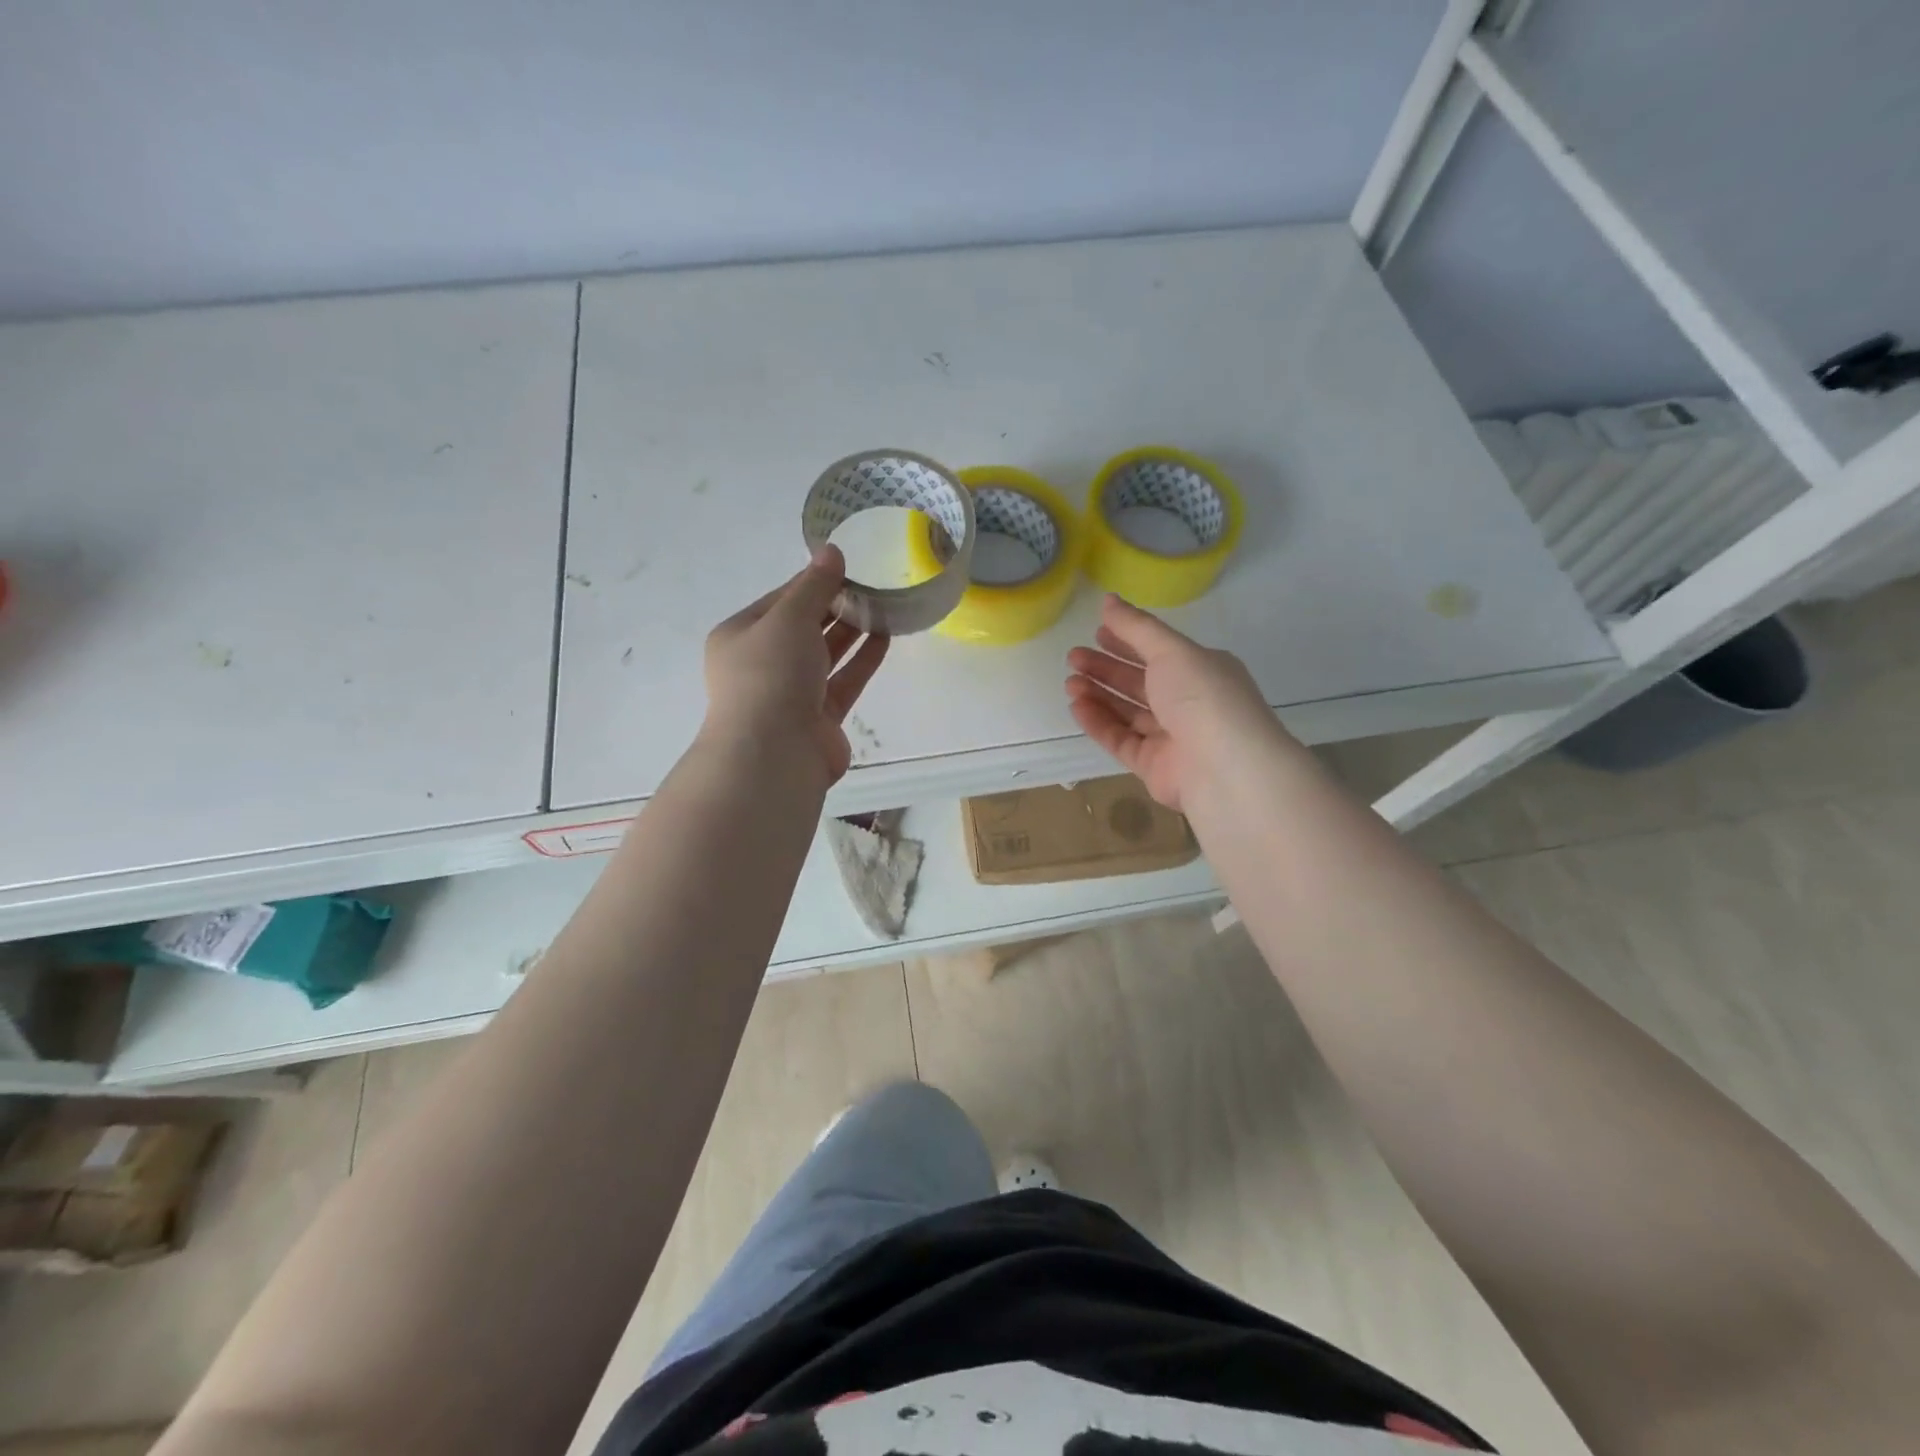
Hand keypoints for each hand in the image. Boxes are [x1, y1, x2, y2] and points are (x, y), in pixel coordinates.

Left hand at [702, 546, 889, 783]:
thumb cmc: (771, 675)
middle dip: (835, 606)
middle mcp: (762, 664)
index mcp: (740, 636)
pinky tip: (885, 637)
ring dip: (851, 631)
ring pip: (825, 654)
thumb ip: (813, 585)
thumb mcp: (788, 618)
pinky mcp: (819, 718)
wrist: (774, 754)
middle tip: (871, 585)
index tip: (847, 566)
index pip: (780, 600)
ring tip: (883, 606)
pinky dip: (862, 660)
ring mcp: (791, 693)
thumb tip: (831, 551)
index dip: (813, 581)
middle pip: (803, 627)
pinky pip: (843, 680)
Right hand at [1065, 595, 1281, 812]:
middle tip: (1073, 657)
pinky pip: (1121, 740)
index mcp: (1203, 671)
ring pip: (1128, 712)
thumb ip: (1136, 627)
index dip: (1128, 641)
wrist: (1225, 769)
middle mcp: (1189, 703)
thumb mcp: (1171, 651)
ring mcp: (1172, 737)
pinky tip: (1077, 706)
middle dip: (1106, 668)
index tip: (1097, 632)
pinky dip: (1099, 723)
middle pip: (1140, 683)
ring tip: (1070, 682)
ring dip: (1098, 695)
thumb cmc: (1203, 698)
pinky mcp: (1154, 766)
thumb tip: (1108, 600)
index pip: (1159, 652)